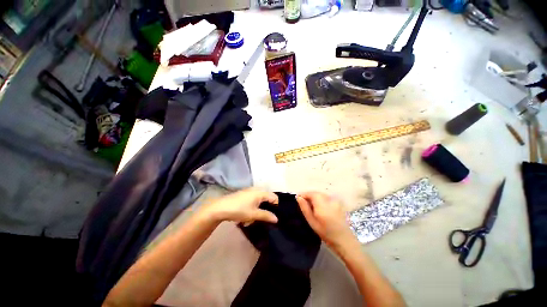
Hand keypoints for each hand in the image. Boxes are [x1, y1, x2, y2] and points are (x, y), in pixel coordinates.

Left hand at [201, 188, 278, 224]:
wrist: (220, 208)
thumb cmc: (239, 210)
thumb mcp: (253, 214)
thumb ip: (266, 216)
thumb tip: (276, 219)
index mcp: (260, 192)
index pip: (274, 197)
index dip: (276, 206)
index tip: (272, 215)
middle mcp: (256, 189)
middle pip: (267, 198)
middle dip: (266, 208)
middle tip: (262, 217)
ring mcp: (249, 191)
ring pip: (259, 200)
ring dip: (258, 209)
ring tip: (252, 219)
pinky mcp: (243, 194)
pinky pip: (253, 199)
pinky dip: (253, 207)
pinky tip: (246, 214)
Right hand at [296, 192, 353, 248]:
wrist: (343, 239)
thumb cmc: (325, 232)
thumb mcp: (311, 221)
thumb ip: (305, 208)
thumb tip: (298, 197)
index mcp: (322, 204)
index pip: (311, 193)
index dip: (303, 194)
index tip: (298, 198)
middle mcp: (329, 199)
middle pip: (316, 193)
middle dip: (308, 195)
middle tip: (303, 202)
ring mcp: (334, 200)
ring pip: (321, 194)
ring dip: (314, 197)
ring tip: (309, 204)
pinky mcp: (337, 202)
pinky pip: (326, 197)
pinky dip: (320, 198)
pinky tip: (318, 206)